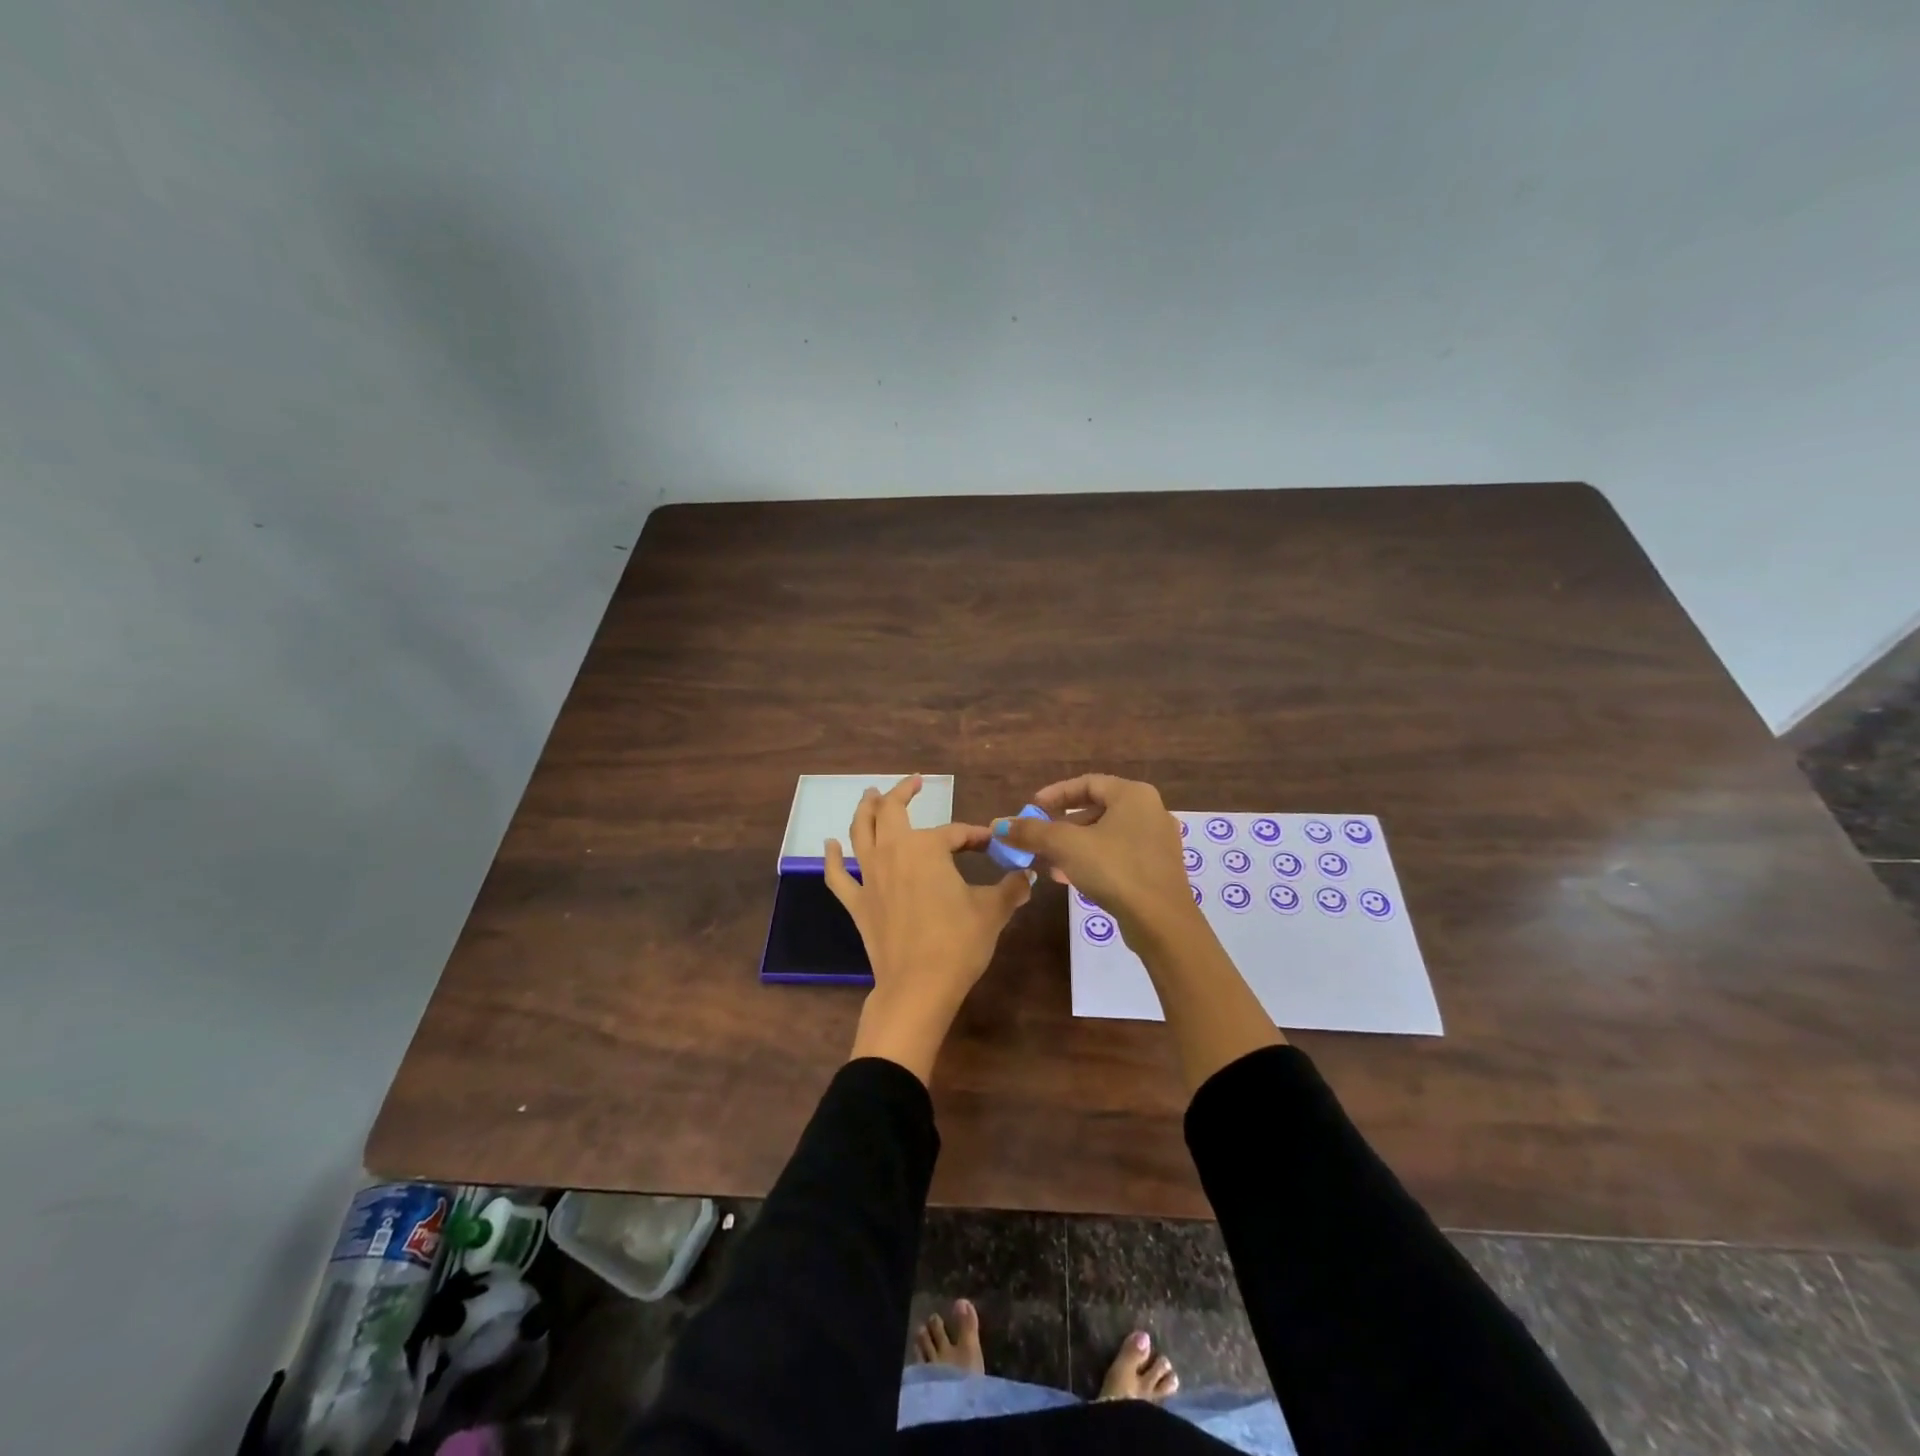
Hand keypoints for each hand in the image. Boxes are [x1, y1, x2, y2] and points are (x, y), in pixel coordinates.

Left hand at [826, 776, 1031, 1082]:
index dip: (976, 835)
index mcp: (927, 848)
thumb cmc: (958, 942)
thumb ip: (1010, 888)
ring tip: (870, 795)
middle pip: (893, 812)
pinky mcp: (857, 902)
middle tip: (914, 783)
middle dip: (903, 793)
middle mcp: (893, 852)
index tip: (992, 843)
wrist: (918, 986)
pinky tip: (829, 844)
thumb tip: (1028, 876)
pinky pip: (838, 875)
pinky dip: (832, 857)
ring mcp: (870, 876)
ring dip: (866, 810)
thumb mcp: (992, 912)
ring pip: (861, 832)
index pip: (956, 832)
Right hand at [997, 773, 1283, 1089]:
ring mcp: (1158, 841)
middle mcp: (1150, 811)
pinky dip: (1093, 860)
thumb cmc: (1114, 870)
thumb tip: (999, 825)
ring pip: (1106, 835)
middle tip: (1038, 837)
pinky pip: (1118, 854)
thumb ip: (1031, 832)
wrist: (1161, 922)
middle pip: (1097, 809)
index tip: (1032, 808)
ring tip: (1048, 862)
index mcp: (1133, 795)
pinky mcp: (1158, 869)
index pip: (1087, 783)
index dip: (1055, 794)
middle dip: (1062, 824)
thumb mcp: (1065, 846)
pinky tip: (1069, 878)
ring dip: (1074, 846)